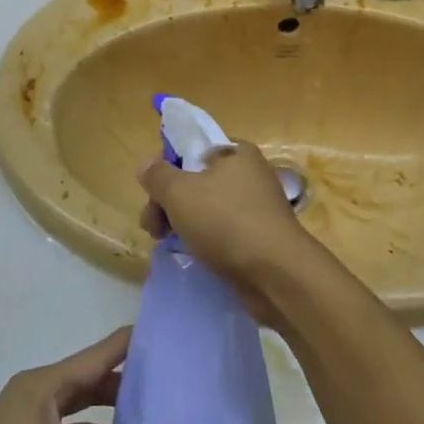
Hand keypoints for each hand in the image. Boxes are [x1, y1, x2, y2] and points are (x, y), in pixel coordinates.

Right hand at [137, 141, 322, 323]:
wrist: (277, 274)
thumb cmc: (227, 221)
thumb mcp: (180, 192)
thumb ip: (158, 175)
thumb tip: (146, 165)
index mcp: (236, 152)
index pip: (192, 149)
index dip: (167, 168)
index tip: (152, 194)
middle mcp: (250, 174)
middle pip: (196, 180)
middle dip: (168, 202)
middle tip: (151, 227)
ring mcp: (256, 207)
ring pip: (207, 208)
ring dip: (182, 223)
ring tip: (165, 243)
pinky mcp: (259, 237)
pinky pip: (223, 231)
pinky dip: (205, 240)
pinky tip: (193, 254)